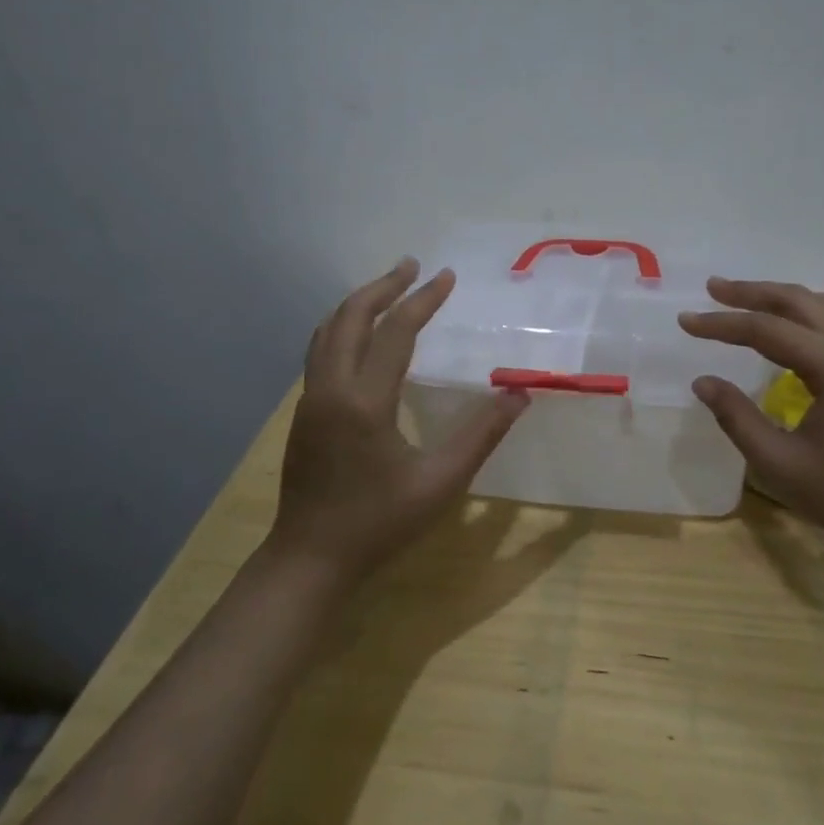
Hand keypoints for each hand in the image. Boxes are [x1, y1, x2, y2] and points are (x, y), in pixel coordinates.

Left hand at [269, 259, 529, 586]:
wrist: (310, 558)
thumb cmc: (379, 523)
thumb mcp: (441, 483)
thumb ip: (482, 435)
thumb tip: (520, 395)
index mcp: (364, 400)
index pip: (395, 332)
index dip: (423, 300)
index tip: (446, 276)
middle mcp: (330, 388)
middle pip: (350, 317)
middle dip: (383, 286)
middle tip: (412, 266)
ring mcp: (310, 399)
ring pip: (327, 331)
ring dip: (358, 303)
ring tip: (388, 288)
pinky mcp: (304, 412)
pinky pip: (320, 350)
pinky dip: (343, 326)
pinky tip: (362, 335)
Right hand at [678, 279, 823, 557]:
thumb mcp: (780, 464)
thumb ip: (737, 418)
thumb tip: (702, 381)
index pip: (766, 330)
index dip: (721, 324)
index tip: (684, 321)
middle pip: (798, 301)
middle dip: (752, 292)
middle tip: (712, 289)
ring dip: (786, 296)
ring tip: (752, 300)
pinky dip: (812, 310)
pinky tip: (798, 327)